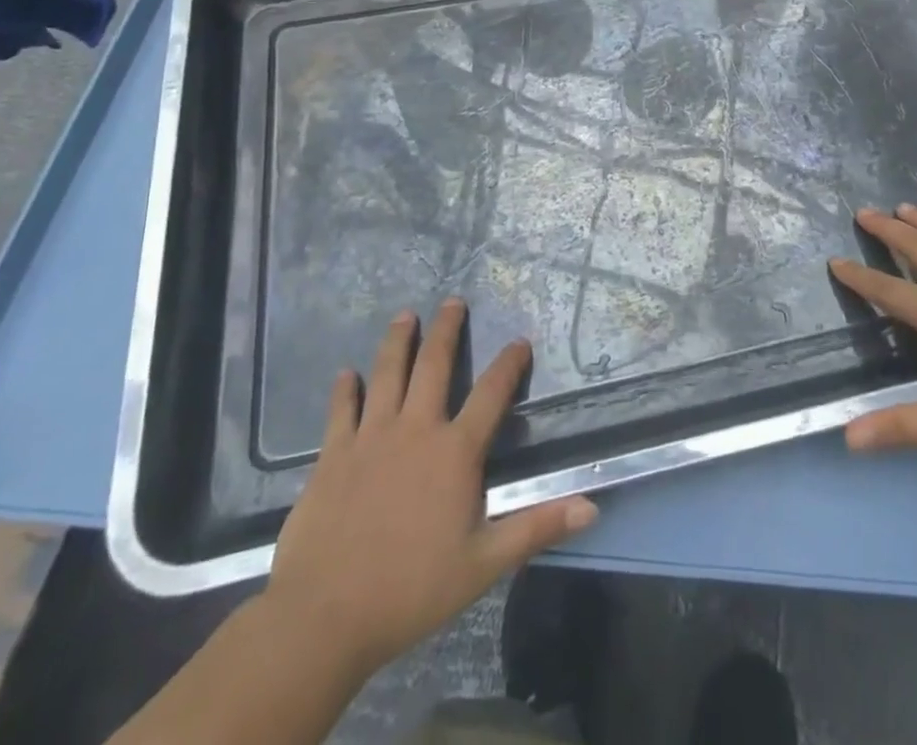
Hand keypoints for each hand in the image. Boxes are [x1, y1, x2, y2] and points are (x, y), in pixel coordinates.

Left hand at [262, 299, 596, 678]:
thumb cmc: (411, 590)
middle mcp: (415, 430)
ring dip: (399, 341)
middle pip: (435, 365)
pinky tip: (346, 373)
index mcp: (455, 452)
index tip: (520, 340)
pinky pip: (341, 410)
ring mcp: (371, 437)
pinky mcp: (333, 454)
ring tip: (406, 315)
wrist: (324, 616)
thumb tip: (592, 506)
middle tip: (453, 300)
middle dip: (447, 330)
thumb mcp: (484, 564)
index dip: (509, 364)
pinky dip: (345, 389)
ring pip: (388, 373)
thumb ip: (536, 528)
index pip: (492, 394)